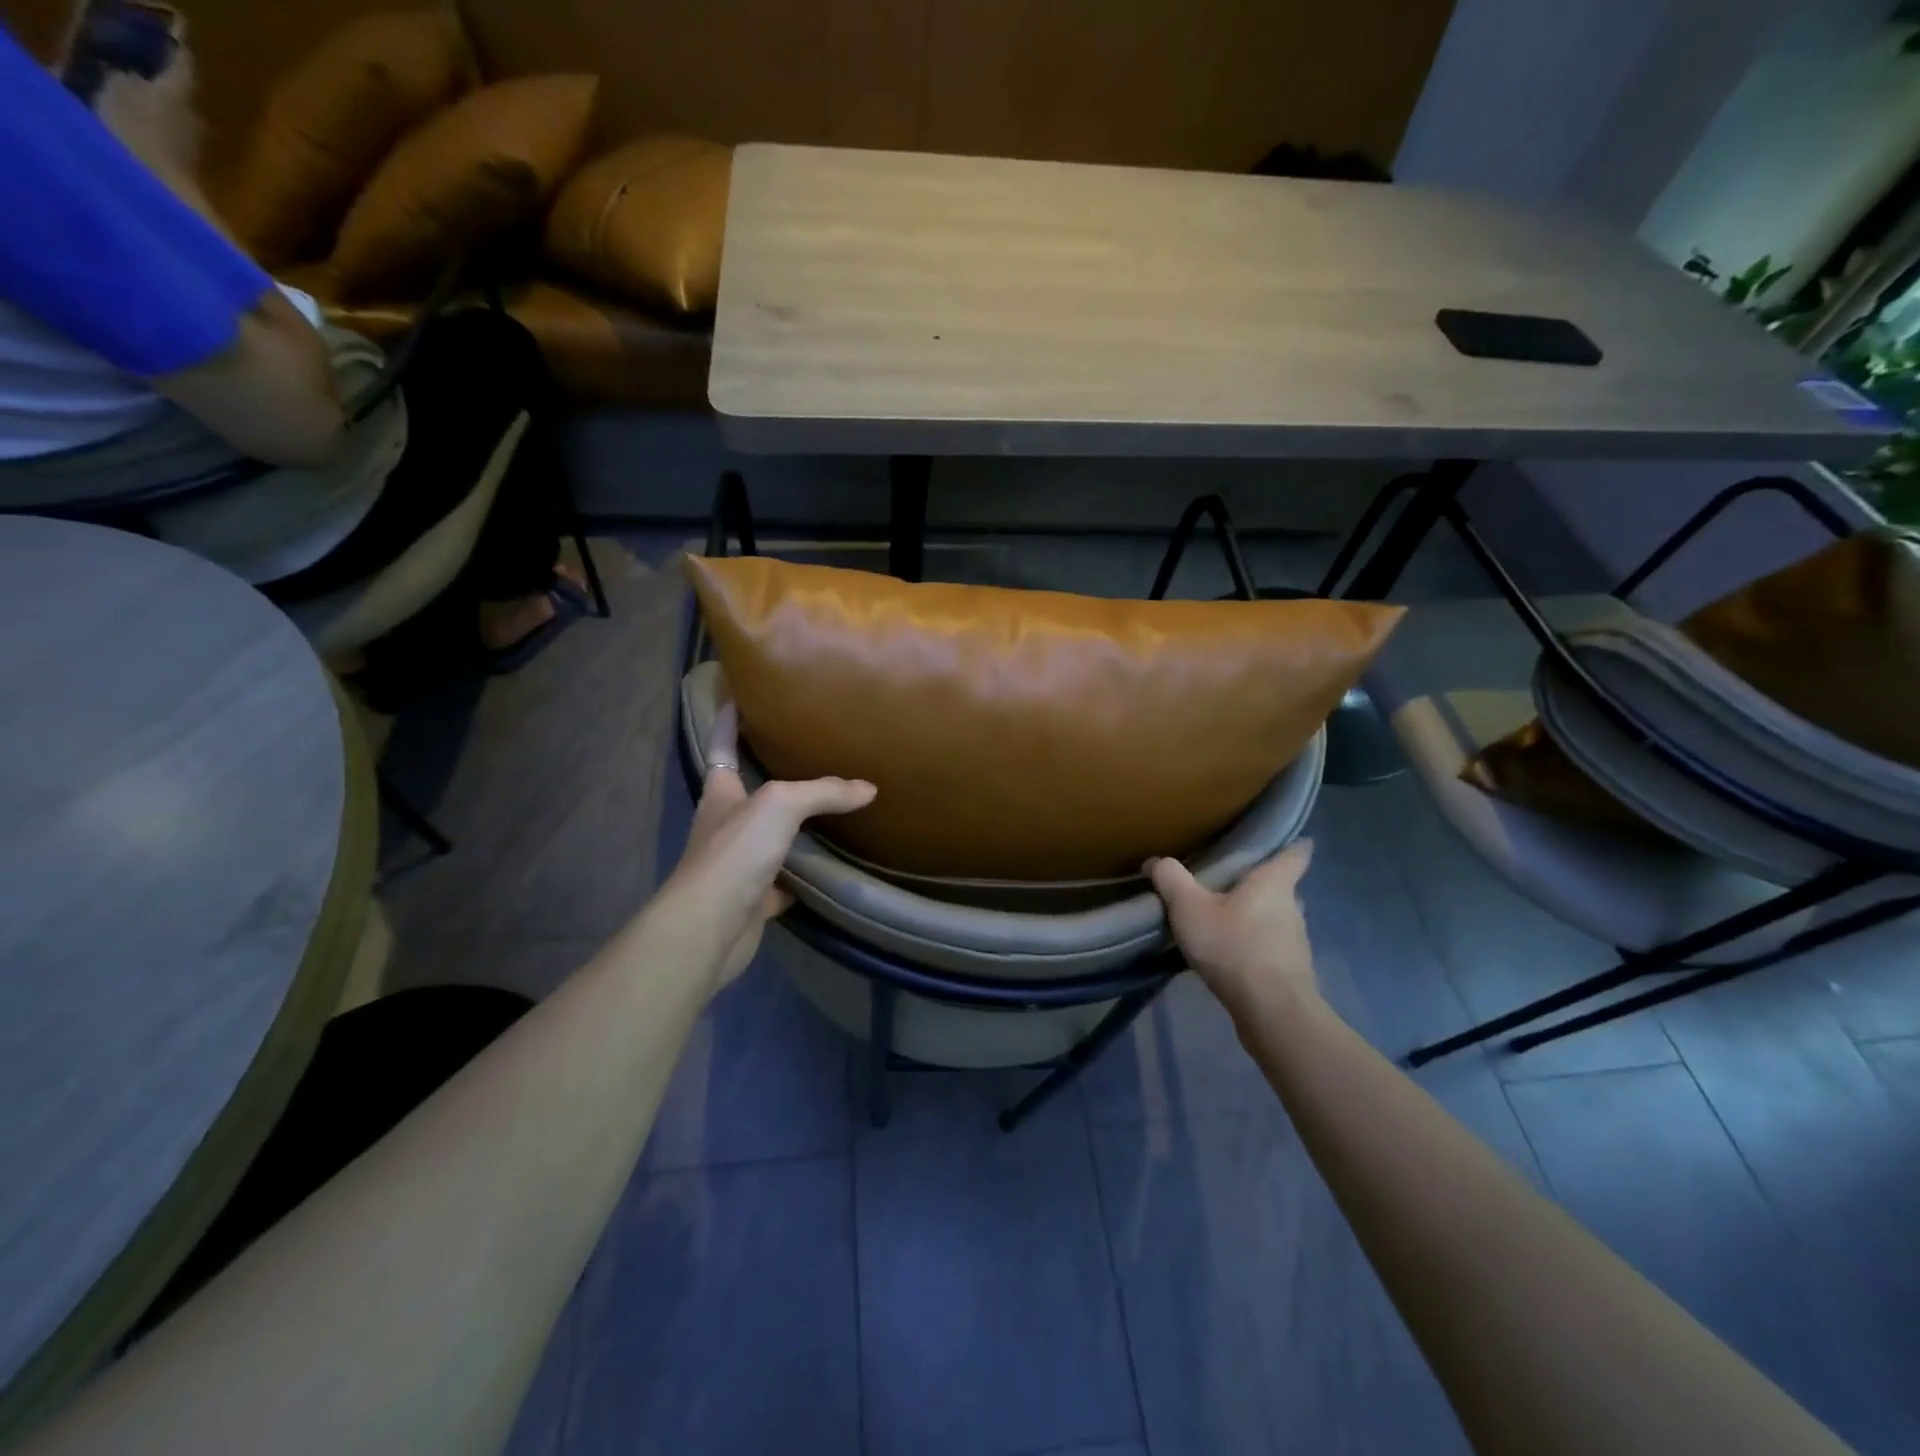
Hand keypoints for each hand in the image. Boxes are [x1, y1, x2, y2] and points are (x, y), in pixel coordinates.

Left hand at [656, 702, 875, 992]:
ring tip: (828, 805)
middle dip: (769, 772)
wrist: (709, 928)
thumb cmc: (735, 853)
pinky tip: (829, 866)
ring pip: (770, 836)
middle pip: (748, 791)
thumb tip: (868, 788)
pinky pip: (784, 879)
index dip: (728, 719)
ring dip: (792, 825)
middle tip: (806, 751)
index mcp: (721, 793)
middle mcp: (726, 824)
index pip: (722, 745)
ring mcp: (738, 863)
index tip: (739, 695)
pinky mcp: (753, 898)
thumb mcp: (780, 806)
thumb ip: (823, 792)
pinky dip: (803, 873)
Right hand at [1148, 842, 1318, 1015]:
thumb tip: (1156, 861)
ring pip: (1275, 919)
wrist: (1271, 1012)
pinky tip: (1228, 956)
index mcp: (1274, 883)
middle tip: (1227, 882)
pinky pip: (1270, 949)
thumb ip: (1171, 879)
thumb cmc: (1234, 946)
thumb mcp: (1189, 907)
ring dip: (1254, 918)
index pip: (1296, 853)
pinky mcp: (1290, 972)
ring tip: (1223, 920)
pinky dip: (1253, 947)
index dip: (1290, 844)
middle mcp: (1292, 907)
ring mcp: (1295, 942)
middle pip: (1281, 887)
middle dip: (1258, 885)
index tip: (1280, 839)